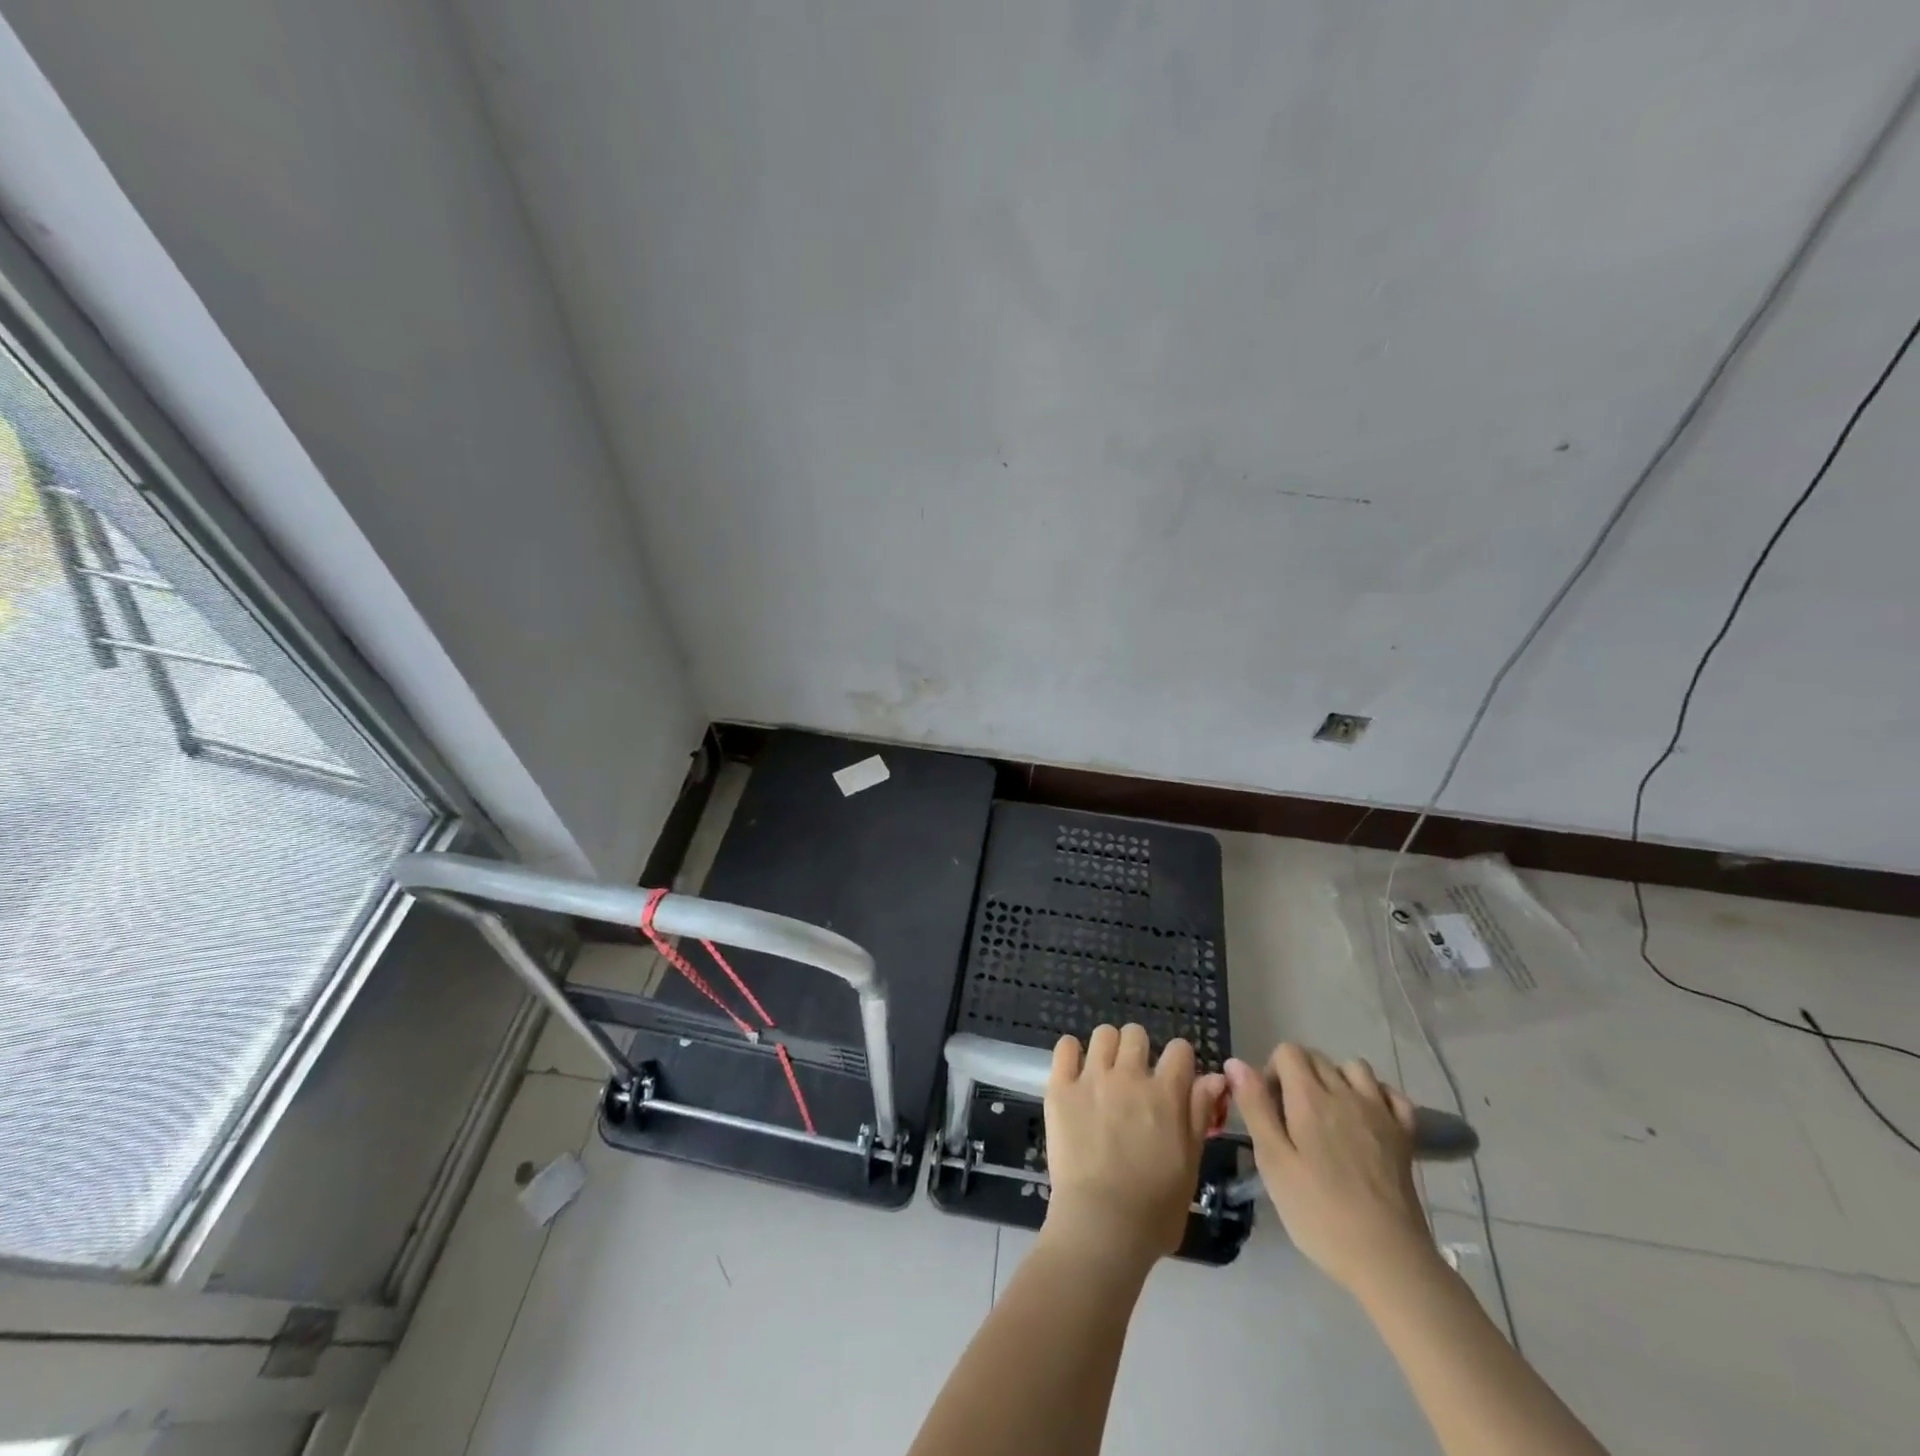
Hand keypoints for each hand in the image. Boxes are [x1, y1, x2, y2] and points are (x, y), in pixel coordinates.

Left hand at [1041, 1024, 1228, 1267]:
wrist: (1100, 1227)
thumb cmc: (1154, 1209)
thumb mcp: (1189, 1165)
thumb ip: (1198, 1115)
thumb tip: (1214, 1078)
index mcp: (1165, 1095)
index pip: (1179, 1049)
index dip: (1179, 1061)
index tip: (1174, 1078)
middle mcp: (1129, 1077)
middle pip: (1136, 1034)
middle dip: (1139, 1051)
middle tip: (1134, 1079)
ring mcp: (1092, 1079)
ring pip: (1103, 1034)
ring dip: (1108, 1049)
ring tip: (1104, 1074)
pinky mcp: (1060, 1088)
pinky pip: (1064, 1047)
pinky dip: (1070, 1053)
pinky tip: (1075, 1072)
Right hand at [1226, 1043, 1436, 1297]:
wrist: (1387, 1260)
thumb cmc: (1319, 1212)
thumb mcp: (1273, 1162)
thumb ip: (1254, 1107)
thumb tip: (1235, 1063)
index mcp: (1310, 1097)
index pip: (1287, 1052)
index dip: (1272, 1072)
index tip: (1270, 1109)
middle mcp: (1346, 1093)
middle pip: (1317, 1057)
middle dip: (1298, 1075)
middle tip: (1292, 1119)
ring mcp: (1380, 1112)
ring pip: (1354, 1068)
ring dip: (1336, 1080)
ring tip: (1328, 1116)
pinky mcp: (1405, 1136)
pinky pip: (1391, 1094)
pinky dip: (1375, 1096)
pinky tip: (1366, 1119)